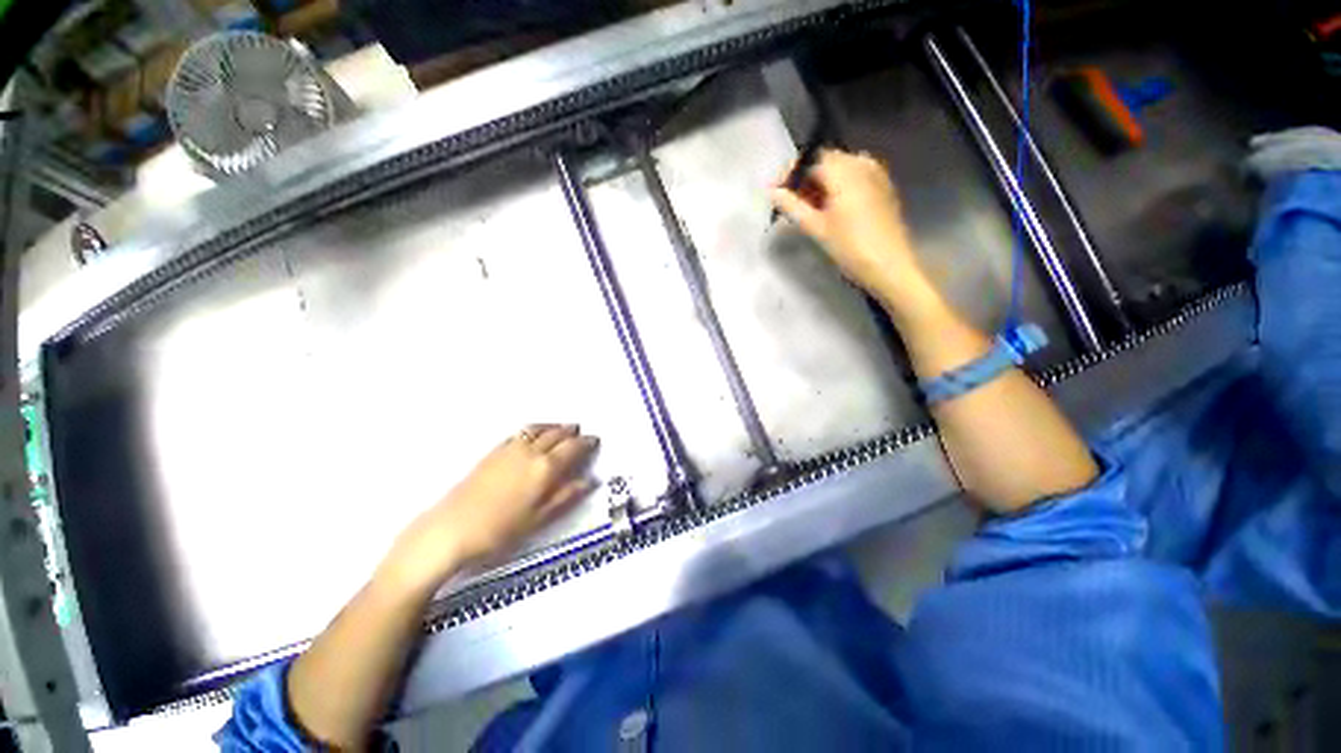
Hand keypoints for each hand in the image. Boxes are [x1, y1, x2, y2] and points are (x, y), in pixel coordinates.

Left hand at [378, 424, 598, 596]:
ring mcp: (510, 449)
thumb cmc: (500, 530)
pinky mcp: (493, 452)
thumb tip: (590, 481)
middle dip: (571, 432)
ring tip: (562, 428)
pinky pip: (520, 433)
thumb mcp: (539, 518)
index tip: (595, 439)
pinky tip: (533, 434)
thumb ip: (566, 496)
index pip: (572, 448)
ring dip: (553, 426)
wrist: (451, 529)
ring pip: (538, 429)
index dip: (586, 442)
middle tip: (581, 431)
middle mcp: (531, 452)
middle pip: (556, 434)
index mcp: (545, 468)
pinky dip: (534, 430)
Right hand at [771, 149, 930, 307]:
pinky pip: (855, 177)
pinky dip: (838, 187)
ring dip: (821, 183)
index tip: (776, 191)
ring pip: (841, 169)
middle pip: (827, 161)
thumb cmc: (850, 247)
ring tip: (808, 208)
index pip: (811, 158)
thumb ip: (792, 206)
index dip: (790, 172)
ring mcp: (876, 174)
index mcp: (845, 171)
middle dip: (805, 178)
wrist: (890, 266)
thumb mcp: (817, 227)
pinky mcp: (883, 188)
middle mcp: (862, 164)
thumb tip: (772, 192)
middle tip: (789, 203)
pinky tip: (830, 208)